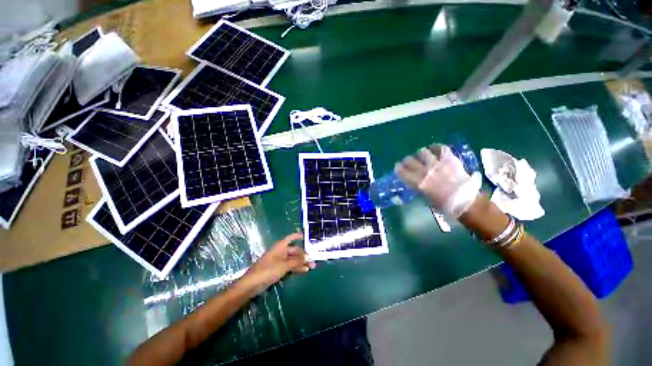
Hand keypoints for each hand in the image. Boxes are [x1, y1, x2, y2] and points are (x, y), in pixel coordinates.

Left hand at [243, 232, 315, 293]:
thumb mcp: (284, 265)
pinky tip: (305, 270)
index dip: (299, 236)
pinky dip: (297, 267)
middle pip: (295, 250)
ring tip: (313, 265)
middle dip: (304, 254)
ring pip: (294, 259)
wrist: (252, 285)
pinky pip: (290, 266)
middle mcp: (281, 251)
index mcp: (280, 246)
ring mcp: (280, 260)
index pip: (291, 238)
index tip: (308, 236)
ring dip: (302, 262)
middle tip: (315, 258)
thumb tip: (309, 257)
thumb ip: (297, 261)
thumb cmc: (267, 270)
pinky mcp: (279, 269)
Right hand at [395, 144, 481, 217]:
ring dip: (420, 154)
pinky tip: (433, 150)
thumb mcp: (425, 198)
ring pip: (422, 152)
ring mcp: (437, 163)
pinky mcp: (449, 159)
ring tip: (422, 156)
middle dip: (407, 161)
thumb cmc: (443, 204)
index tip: (398, 167)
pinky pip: (440, 148)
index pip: (401, 171)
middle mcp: (424, 171)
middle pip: (409, 160)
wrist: (465, 201)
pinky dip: (435, 148)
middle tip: (409, 162)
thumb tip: (414, 181)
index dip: (398, 168)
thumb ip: (418, 187)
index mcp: (417, 182)